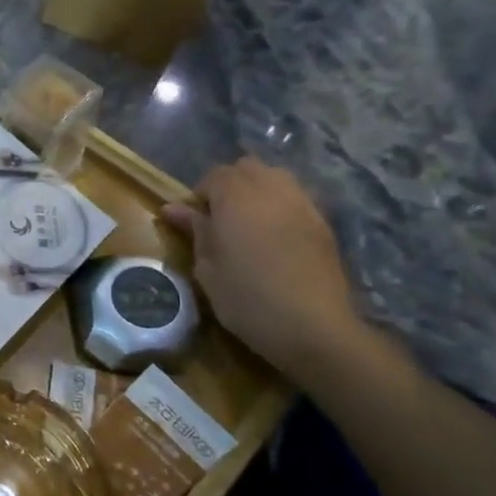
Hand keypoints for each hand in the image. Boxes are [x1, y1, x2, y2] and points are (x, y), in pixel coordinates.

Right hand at [160, 156, 359, 376]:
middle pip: (247, 168)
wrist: (313, 327)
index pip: (214, 176)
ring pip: (276, 177)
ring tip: (249, 223)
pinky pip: (296, 198)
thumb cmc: (246, 297)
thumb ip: (194, 230)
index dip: (201, 195)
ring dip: (258, 190)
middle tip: (220, 219)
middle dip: (230, 185)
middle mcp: (271, 190)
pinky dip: (280, 206)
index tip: (195, 223)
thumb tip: (172, 208)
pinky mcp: (323, 224)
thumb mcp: (206, 267)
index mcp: (236, 198)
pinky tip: (275, 236)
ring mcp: (302, 204)